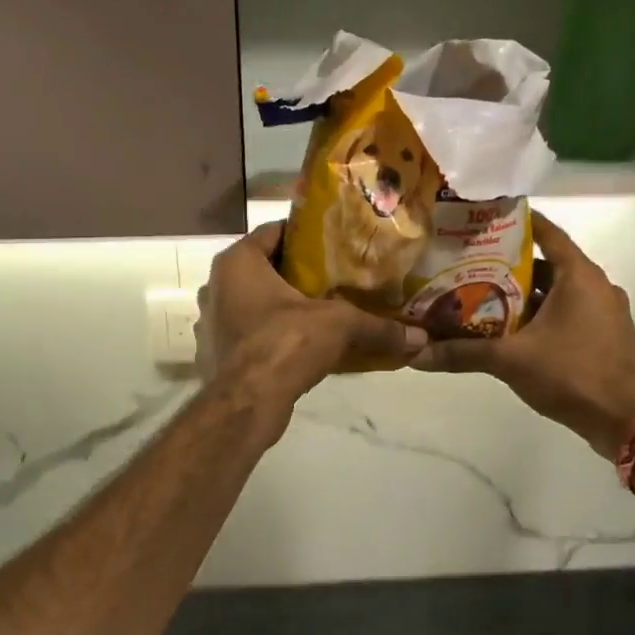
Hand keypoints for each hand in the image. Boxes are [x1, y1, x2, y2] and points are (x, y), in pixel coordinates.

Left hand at [197, 224, 427, 421]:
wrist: (247, 403)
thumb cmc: (285, 343)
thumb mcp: (339, 325)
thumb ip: (378, 327)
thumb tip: (420, 338)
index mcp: (237, 262)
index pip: (274, 231)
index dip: (307, 235)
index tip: (336, 242)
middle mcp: (217, 286)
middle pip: (265, 268)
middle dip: (299, 273)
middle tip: (336, 275)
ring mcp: (214, 322)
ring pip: (256, 302)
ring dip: (285, 306)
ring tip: (323, 310)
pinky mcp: (219, 353)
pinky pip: (251, 332)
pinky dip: (273, 333)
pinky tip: (303, 343)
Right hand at [413, 213, 634, 457]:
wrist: (626, 419)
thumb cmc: (572, 373)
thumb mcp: (510, 360)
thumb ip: (463, 353)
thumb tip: (415, 354)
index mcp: (578, 275)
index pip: (545, 233)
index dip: (514, 223)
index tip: (481, 221)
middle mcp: (594, 286)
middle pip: (545, 266)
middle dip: (506, 267)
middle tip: (466, 267)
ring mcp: (602, 313)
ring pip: (554, 294)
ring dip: (521, 297)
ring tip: (479, 300)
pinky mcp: (602, 338)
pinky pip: (565, 316)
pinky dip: (538, 318)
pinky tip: (509, 334)